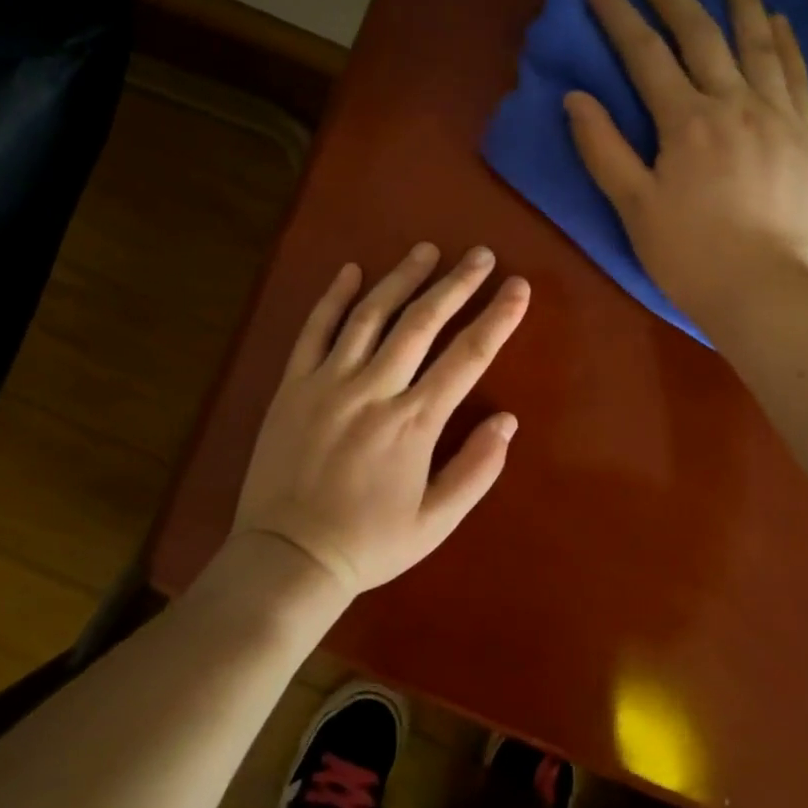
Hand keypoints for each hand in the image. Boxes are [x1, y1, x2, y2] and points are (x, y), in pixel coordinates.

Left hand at [232, 243, 530, 596]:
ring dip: (401, 278)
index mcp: (414, 422)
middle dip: (456, 284)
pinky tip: (351, 271)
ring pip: (371, 315)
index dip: (498, 318)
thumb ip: (476, 469)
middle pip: (422, 322)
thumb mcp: (436, 521)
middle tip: (480, 255)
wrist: (288, 557)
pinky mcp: (293, 385)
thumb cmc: (369, 543)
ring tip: (426, 250)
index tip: (519, 287)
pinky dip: (333, 297)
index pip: (468, 357)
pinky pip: (315, 330)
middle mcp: (374, 390)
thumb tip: (508, 420)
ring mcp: (329, 382)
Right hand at [564, 0, 807, 333]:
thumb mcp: (633, 208)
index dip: (620, 17)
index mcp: (686, 122)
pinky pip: (798, 73)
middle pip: (701, 35)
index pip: (646, 54)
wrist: (764, 292)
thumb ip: (603, 149)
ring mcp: (778, 115)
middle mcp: (734, 103)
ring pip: (758, 42)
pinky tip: (778, 20)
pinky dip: (786, 41)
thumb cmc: (689, 256)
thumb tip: (577, 98)